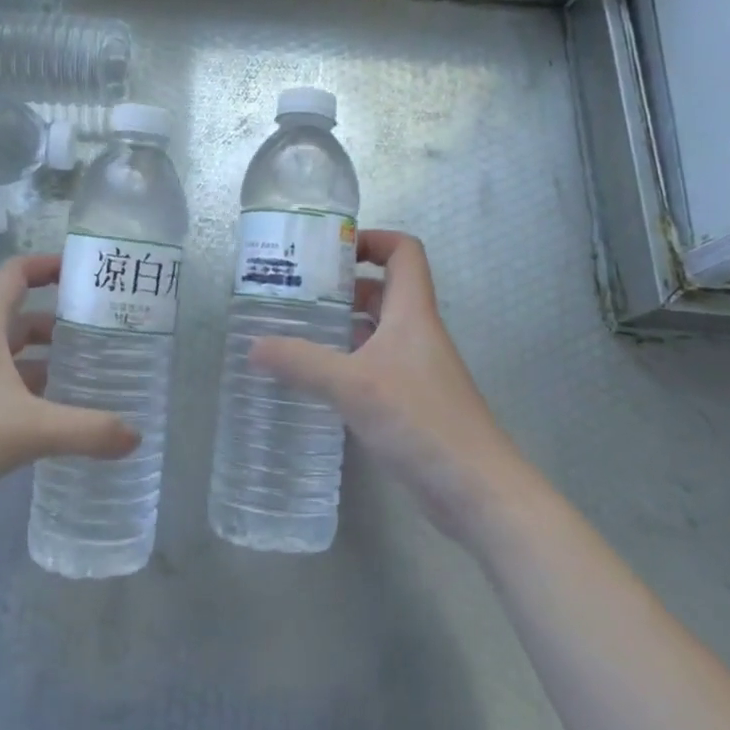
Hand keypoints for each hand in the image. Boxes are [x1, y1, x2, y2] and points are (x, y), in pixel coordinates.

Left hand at [0, 254, 137, 547]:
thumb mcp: (25, 429)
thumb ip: (85, 429)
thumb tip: (136, 435)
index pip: (14, 275)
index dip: (48, 264)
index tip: (86, 272)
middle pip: (22, 319)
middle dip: (62, 321)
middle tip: (106, 332)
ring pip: (16, 361)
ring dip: (50, 363)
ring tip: (95, 375)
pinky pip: (8, 397)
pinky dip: (36, 400)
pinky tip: (64, 421)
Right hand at [250, 230, 521, 541]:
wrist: (476, 490)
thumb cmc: (421, 421)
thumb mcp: (353, 386)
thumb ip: (302, 363)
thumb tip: (253, 346)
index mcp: (412, 312)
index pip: (403, 252)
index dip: (372, 239)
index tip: (329, 251)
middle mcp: (415, 332)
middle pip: (381, 290)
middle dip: (340, 287)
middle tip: (294, 294)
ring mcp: (415, 368)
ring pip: (374, 331)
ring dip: (339, 327)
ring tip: (293, 332)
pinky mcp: (410, 401)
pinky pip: (373, 366)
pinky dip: (345, 363)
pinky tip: (314, 380)